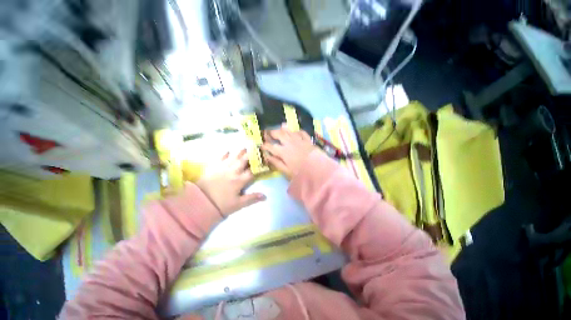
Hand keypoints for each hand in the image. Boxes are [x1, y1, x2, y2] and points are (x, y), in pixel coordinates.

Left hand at [196, 149, 265, 215]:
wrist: (199, 202)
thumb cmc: (220, 204)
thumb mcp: (237, 204)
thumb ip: (251, 198)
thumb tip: (265, 196)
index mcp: (239, 180)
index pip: (252, 171)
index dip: (259, 166)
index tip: (264, 162)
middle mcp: (233, 172)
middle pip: (244, 161)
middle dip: (250, 155)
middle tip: (255, 149)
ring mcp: (222, 168)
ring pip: (234, 157)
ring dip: (240, 152)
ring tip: (245, 147)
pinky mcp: (213, 167)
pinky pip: (220, 158)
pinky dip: (224, 154)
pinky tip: (228, 151)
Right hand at [261, 127, 319, 179]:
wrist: (318, 170)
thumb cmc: (300, 173)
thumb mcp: (286, 171)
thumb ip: (276, 162)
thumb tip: (267, 156)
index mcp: (283, 152)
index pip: (271, 146)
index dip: (265, 145)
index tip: (261, 144)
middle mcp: (290, 143)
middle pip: (279, 135)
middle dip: (272, 133)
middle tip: (268, 132)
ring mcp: (299, 140)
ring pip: (290, 131)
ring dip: (284, 128)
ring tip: (281, 126)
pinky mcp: (308, 140)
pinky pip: (302, 132)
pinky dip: (298, 131)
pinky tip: (296, 130)